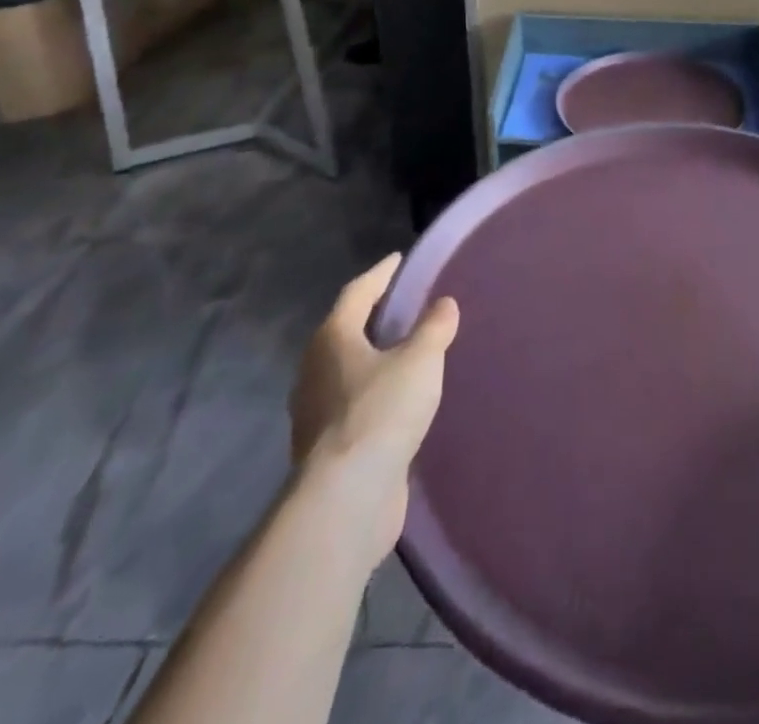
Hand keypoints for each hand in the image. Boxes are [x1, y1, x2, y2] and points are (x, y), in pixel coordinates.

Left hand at [289, 254, 459, 559]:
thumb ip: (434, 328)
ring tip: (406, 351)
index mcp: (332, 338)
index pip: (357, 292)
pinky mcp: (326, 448)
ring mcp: (315, 413)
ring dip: (374, 358)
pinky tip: (399, 400)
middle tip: (406, 305)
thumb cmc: (381, 411)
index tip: (399, 260)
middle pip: (346, 330)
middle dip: (374, 317)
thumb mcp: (420, 360)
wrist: (346, 499)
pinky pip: (353, 404)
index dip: (381, 274)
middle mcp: (315, 370)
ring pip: (347, 370)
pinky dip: (375, 392)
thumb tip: (444, 304)